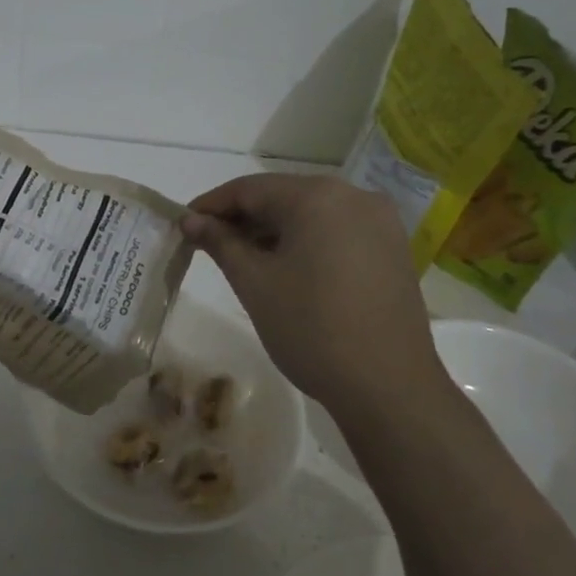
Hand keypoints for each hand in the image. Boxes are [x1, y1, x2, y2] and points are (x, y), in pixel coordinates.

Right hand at [181, 174, 452, 424]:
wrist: (388, 386)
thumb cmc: (311, 329)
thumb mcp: (254, 283)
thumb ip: (220, 242)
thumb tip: (191, 219)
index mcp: (318, 196)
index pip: (250, 189)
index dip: (211, 205)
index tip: (183, 224)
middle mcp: (354, 195)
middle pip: (283, 196)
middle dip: (243, 218)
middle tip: (208, 245)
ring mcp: (380, 222)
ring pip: (311, 214)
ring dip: (273, 230)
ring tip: (243, 260)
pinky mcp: (392, 248)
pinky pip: (337, 231)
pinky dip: (306, 241)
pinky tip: (286, 268)